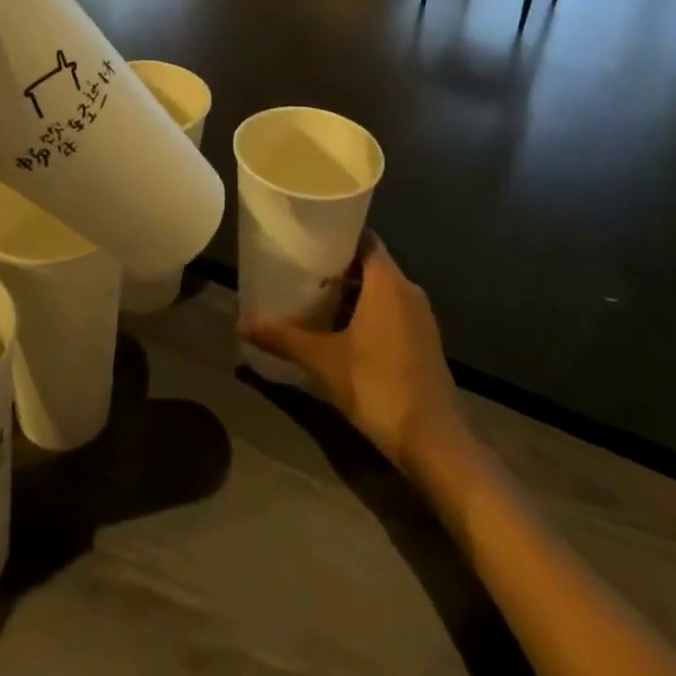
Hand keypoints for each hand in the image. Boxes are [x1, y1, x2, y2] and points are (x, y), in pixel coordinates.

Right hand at [242, 236, 475, 476]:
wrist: (434, 442)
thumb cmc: (378, 386)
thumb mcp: (323, 361)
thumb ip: (283, 338)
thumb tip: (241, 323)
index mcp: (387, 282)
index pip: (363, 237)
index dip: (336, 233)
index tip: (306, 237)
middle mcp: (408, 290)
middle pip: (369, 263)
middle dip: (337, 265)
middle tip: (300, 268)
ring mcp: (420, 317)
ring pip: (381, 289)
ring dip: (351, 291)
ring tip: (314, 297)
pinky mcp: (424, 342)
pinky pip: (391, 311)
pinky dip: (367, 311)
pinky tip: (340, 330)